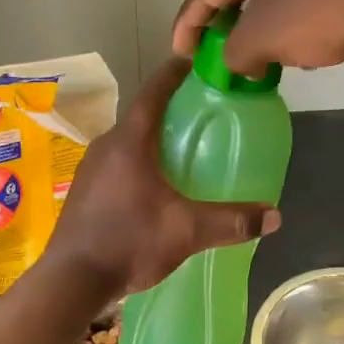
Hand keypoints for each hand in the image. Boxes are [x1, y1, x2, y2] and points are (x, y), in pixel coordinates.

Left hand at [44, 60, 281, 297]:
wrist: (69, 281)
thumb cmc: (128, 242)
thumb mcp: (186, 231)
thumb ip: (231, 221)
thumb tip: (274, 215)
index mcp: (129, 142)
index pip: (153, 92)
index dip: (174, 73)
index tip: (193, 62)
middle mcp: (106, 146)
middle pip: (141, 115)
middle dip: (169, 109)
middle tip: (200, 112)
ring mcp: (90, 168)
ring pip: (127, 140)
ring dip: (152, 137)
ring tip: (181, 148)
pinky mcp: (84, 190)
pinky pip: (116, 162)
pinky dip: (138, 160)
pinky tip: (154, 184)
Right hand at [172, 0, 343, 76]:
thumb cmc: (315, 10)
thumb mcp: (262, 39)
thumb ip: (234, 54)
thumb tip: (240, 63)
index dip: (188, 23)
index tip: (180, 53)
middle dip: (221, 23)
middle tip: (211, 52)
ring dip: (254, 25)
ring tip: (250, 54)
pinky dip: (283, 20)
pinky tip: (289, 42)